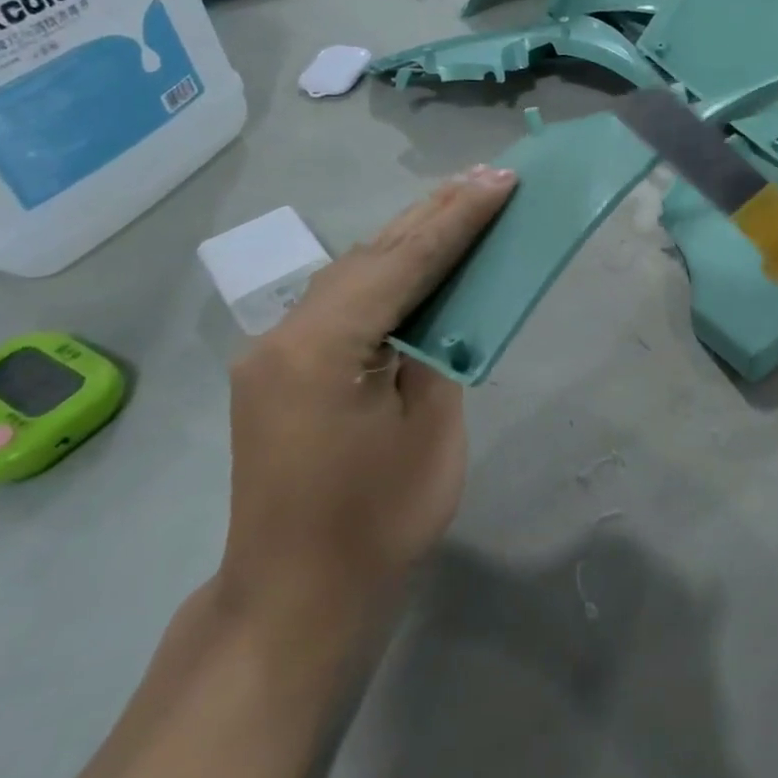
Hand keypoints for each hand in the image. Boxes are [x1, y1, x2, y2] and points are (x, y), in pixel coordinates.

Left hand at [219, 166, 516, 629]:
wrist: (297, 600)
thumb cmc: (377, 522)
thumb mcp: (430, 429)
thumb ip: (435, 352)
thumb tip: (440, 308)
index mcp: (322, 346)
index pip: (403, 261)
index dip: (459, 218)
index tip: (502, 180)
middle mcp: (285, 334)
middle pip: (371, 254)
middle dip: (434, 212)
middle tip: (488, 176)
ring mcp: (275, 352)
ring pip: (353, 273)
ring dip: (409, 237)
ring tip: (460, 201)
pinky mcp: (281, 371)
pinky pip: (342, 302)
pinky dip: (385, 274)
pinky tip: (415, 259)